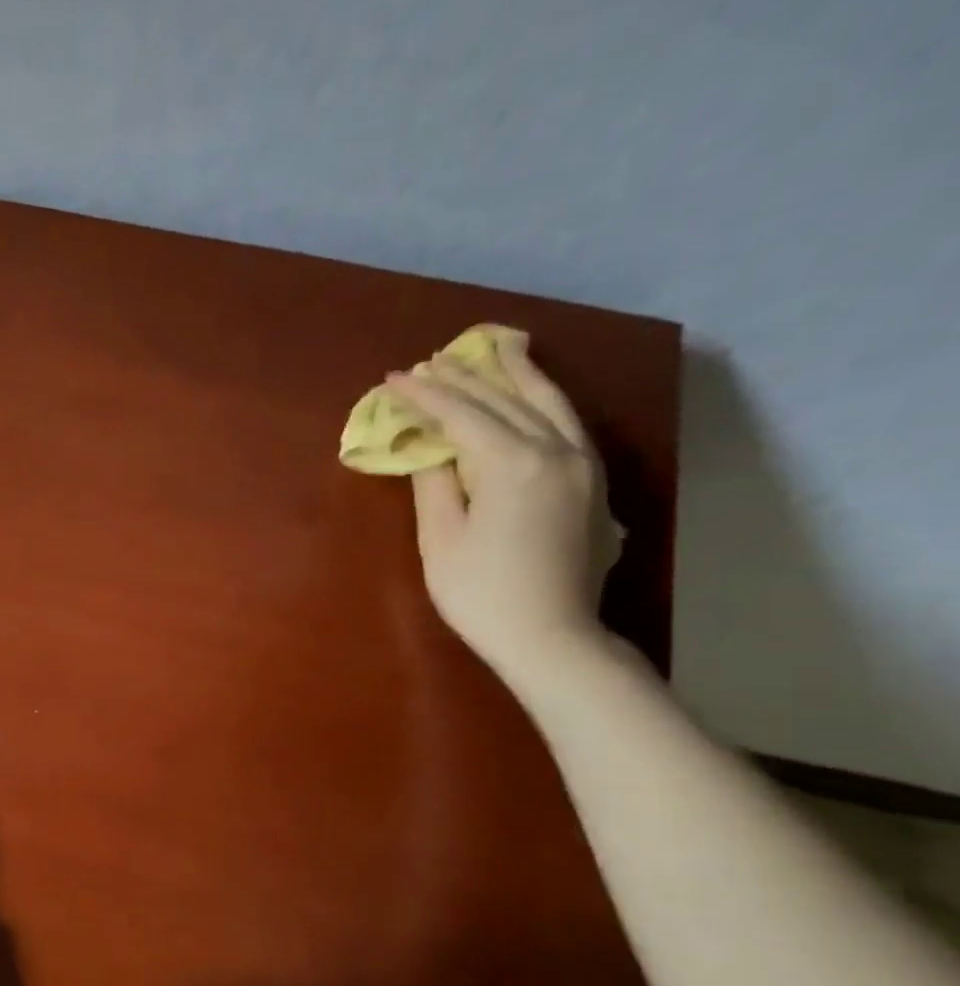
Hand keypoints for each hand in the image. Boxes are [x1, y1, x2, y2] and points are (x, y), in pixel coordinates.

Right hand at [386, 337, 621, 686]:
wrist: (551, 636)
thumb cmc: (481, 593)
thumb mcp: (441, 540)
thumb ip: (435, 484)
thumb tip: (432, 449)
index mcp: (513, 462)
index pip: (462, 414)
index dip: (425, 395)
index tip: (394, 378)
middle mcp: (556, 450)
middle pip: (507, 399)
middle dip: (466, 377)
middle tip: (433, 360)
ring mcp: (582, 465)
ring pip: (549, 402)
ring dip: (516, 375)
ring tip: (497, 349)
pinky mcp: (592, 484)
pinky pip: (567, 423)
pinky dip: (543, 399)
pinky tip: (532, 395)